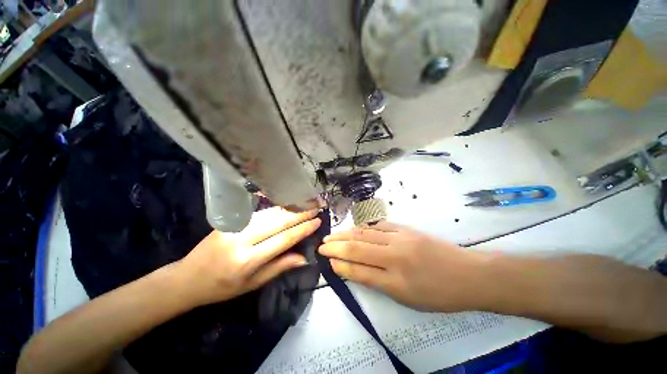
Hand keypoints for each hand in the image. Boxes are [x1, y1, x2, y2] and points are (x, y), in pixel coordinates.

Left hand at [175, 207, 321, 306]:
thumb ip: (280, 266)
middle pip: (278, 221)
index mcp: (248, 259)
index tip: (317, 221)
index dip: (303, 229)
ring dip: (289, 208)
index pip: (284, 239)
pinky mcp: (229, 220)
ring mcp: (234, 226)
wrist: (187, 278)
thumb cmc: (222, 287)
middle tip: (315, 207)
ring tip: (305, 204)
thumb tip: (304, 257)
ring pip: (269, 213)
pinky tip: (285, 206)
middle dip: (300, 213)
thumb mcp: (253, 284)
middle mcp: (242, 239)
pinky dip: (275, 209)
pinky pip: (258, 212)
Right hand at [318, 222, 485, 311]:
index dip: (340, 264)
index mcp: (396, 281)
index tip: (327, 260)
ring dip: (346, 234)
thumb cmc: (439, 294)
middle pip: (358, 248)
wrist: (468, 274)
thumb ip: (378, 282)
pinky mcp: (406, 229)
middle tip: (322, 244)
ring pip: (366, 234)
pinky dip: (364, 227)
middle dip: (336, 246)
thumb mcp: (407, 298)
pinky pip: (379, 226)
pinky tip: (356, 229)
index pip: (359, 271)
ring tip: (333, 234)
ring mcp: (401, 239)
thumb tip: (355, 269)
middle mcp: (395, 257)